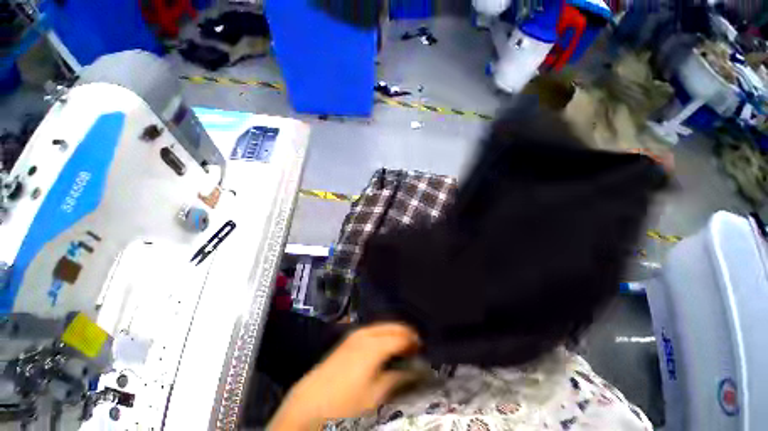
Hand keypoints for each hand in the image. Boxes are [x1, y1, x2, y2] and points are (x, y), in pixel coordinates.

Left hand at [269, 323, 420, 429]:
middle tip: (415, 345)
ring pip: (381, 326)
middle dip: (405, 333)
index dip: (413, 341)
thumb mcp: (375, 396)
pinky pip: (371, 330)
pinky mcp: (347, 339)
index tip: (422, 348)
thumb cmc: (345, 402)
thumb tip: (414, 371)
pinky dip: (382, 333)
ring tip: (402, 343)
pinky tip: (383, 343)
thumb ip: (397, 379)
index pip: (400, 337)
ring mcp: (355, 334)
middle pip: (391, 327)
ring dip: (393, 331)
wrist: (309, 403)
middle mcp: (366, 334)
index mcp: (375, 345)